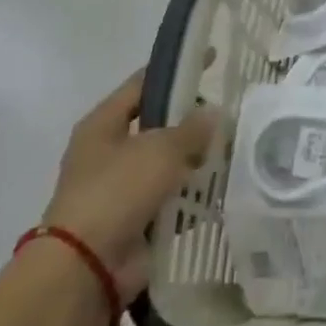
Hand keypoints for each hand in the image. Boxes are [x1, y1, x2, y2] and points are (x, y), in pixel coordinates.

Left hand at [39, 70, 219, 299]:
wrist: (87, 267)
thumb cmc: (116, 192)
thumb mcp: (159, 149)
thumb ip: (191, 128)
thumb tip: (214, 113)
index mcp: (103, 125)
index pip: (143, 84)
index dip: (176, 69)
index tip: (210, 58)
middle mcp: (109, 153)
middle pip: (158, 125)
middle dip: (192, 120)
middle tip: (231, 111)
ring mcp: (122, 189)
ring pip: (168, 164)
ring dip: (197, 160)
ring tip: (238, 148)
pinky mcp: (138, 220)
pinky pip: (173, 199)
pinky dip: (196, 195)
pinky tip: (227, 186)